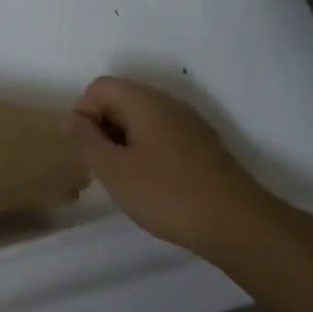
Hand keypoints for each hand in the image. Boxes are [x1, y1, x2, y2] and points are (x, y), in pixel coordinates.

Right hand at [70, 76, 273, 256]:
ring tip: (123, 180)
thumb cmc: (167, 194)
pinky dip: (146, 153)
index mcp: (145, 101)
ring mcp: (189, 124)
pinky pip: (162, 137)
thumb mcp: (114, 170)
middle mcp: (168, 103)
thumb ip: (87, 141)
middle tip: (100, 168)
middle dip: (102, 129)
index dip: (83, 114)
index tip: (85, 151)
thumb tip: (75, 120)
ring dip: (123, 143)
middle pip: (121, 100)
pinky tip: (151, 186)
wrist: (237, 224)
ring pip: (142, 121)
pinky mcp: (202, 146)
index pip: (99, 87)